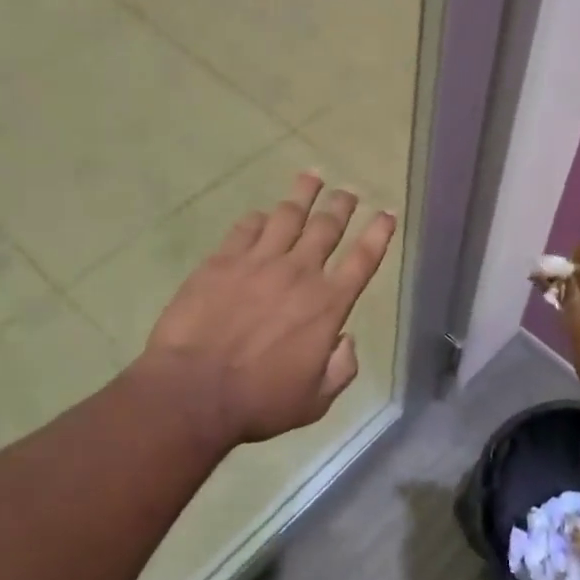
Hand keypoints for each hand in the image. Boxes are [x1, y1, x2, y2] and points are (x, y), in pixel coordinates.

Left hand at [139, 173, 395, 448]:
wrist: (192, 392)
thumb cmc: (258, 402)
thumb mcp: (315, 401)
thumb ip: (340, 369)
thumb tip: (346, 341)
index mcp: (328, 305)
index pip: (362, 260)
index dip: (378, 234)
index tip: (386, 214)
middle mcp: (299, 273)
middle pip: (327, 227)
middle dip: (342, 205)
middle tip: (348, 191)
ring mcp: (258, 262)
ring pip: (288, 216)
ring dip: (304, 194)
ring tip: (312, 177)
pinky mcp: (222, 261)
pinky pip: (247, 228)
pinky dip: (260, 218)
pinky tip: (263, 215)